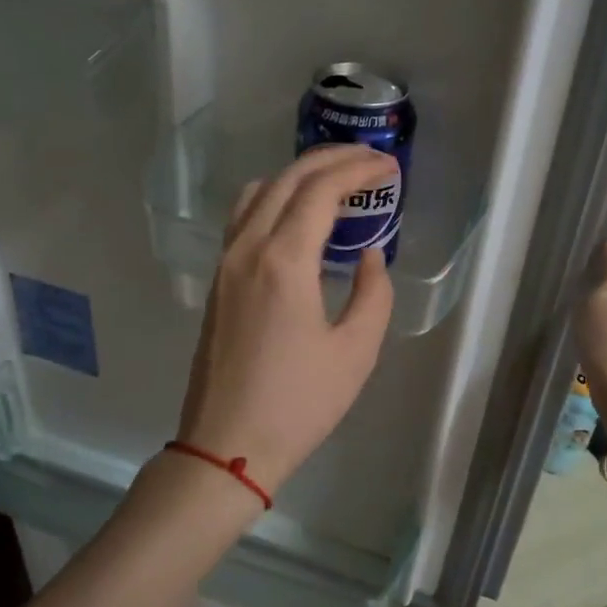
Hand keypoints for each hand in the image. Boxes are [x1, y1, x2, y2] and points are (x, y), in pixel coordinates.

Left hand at [175, 143, 396, 496]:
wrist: (227, 445)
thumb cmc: (298, 404)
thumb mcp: (356, 351)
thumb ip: (373, 293)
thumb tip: (369, 255)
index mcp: (283, 261)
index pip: (321, 190)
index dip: (358, 169)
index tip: (389, 166)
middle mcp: (247, 248)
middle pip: (287, 179)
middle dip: (331, 160)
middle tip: (370, 161)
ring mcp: (225, 263)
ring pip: (258, 193)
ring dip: (298, 177)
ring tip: (337, 186)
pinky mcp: (217, 282)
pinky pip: (244, 218)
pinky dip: (275, 201)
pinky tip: (300, 222)